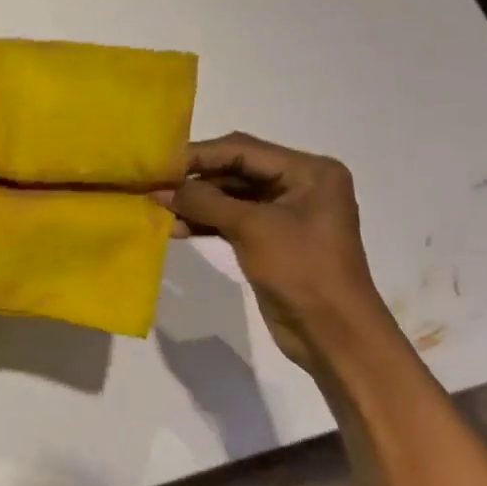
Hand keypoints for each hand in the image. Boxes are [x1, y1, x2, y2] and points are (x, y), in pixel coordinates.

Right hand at [160, 133, 393, 368]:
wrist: (333, 336)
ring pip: (230, 196)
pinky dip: (205, 222)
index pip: (243, 150)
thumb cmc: (302, 271)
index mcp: (309, 171)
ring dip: (196, 203)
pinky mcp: (270, 239)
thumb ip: (205, 202)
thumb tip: (160, 189)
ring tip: (157, 208)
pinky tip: (174, 228)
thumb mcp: (253, 229)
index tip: (159, 163)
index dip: (199, 155)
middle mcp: (298, 184)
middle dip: (195, 179)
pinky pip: (231, 220)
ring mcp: (283, 213)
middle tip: (153, 185)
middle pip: (235, 170)